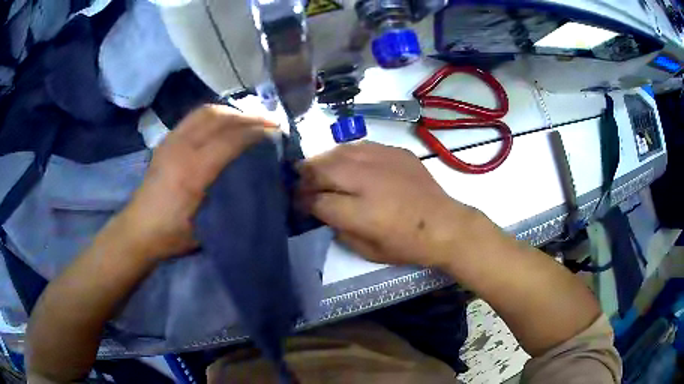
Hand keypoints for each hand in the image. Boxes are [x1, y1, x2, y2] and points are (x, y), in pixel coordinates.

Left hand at [117, 105, 276, 260]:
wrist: (138, 229)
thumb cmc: (173, 234)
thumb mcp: (206, 226)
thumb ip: (228, 200)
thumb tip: (256, 182)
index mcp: (192, 173)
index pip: (229, 140)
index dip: (255, 133)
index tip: (276, 133)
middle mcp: (181, 149)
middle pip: (219, 118)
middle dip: (247, 117)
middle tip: (268, 123)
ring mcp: (171, 141)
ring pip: (206, 112)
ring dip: (231, 112)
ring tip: (248, 120)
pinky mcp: (166, 141)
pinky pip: (194, 117)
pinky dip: (215, 115)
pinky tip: (224, 124)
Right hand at [298, 142, 479, 266]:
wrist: (444, 225)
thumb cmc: (407, 245)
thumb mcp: (367, 251)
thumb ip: (339, 229)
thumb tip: (323, 211)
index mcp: (359, 212)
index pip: (316, 200)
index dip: (301, 201)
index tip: (297, 203)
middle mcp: (366, 181)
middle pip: (321, 169)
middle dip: (304, 176)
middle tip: (300, 183)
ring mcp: (381, 161)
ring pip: (338, 152)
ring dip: (322, 161)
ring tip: (318, 170)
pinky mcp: (394, 152)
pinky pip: (360, 146)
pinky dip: (346, 154)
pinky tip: (346, 163)